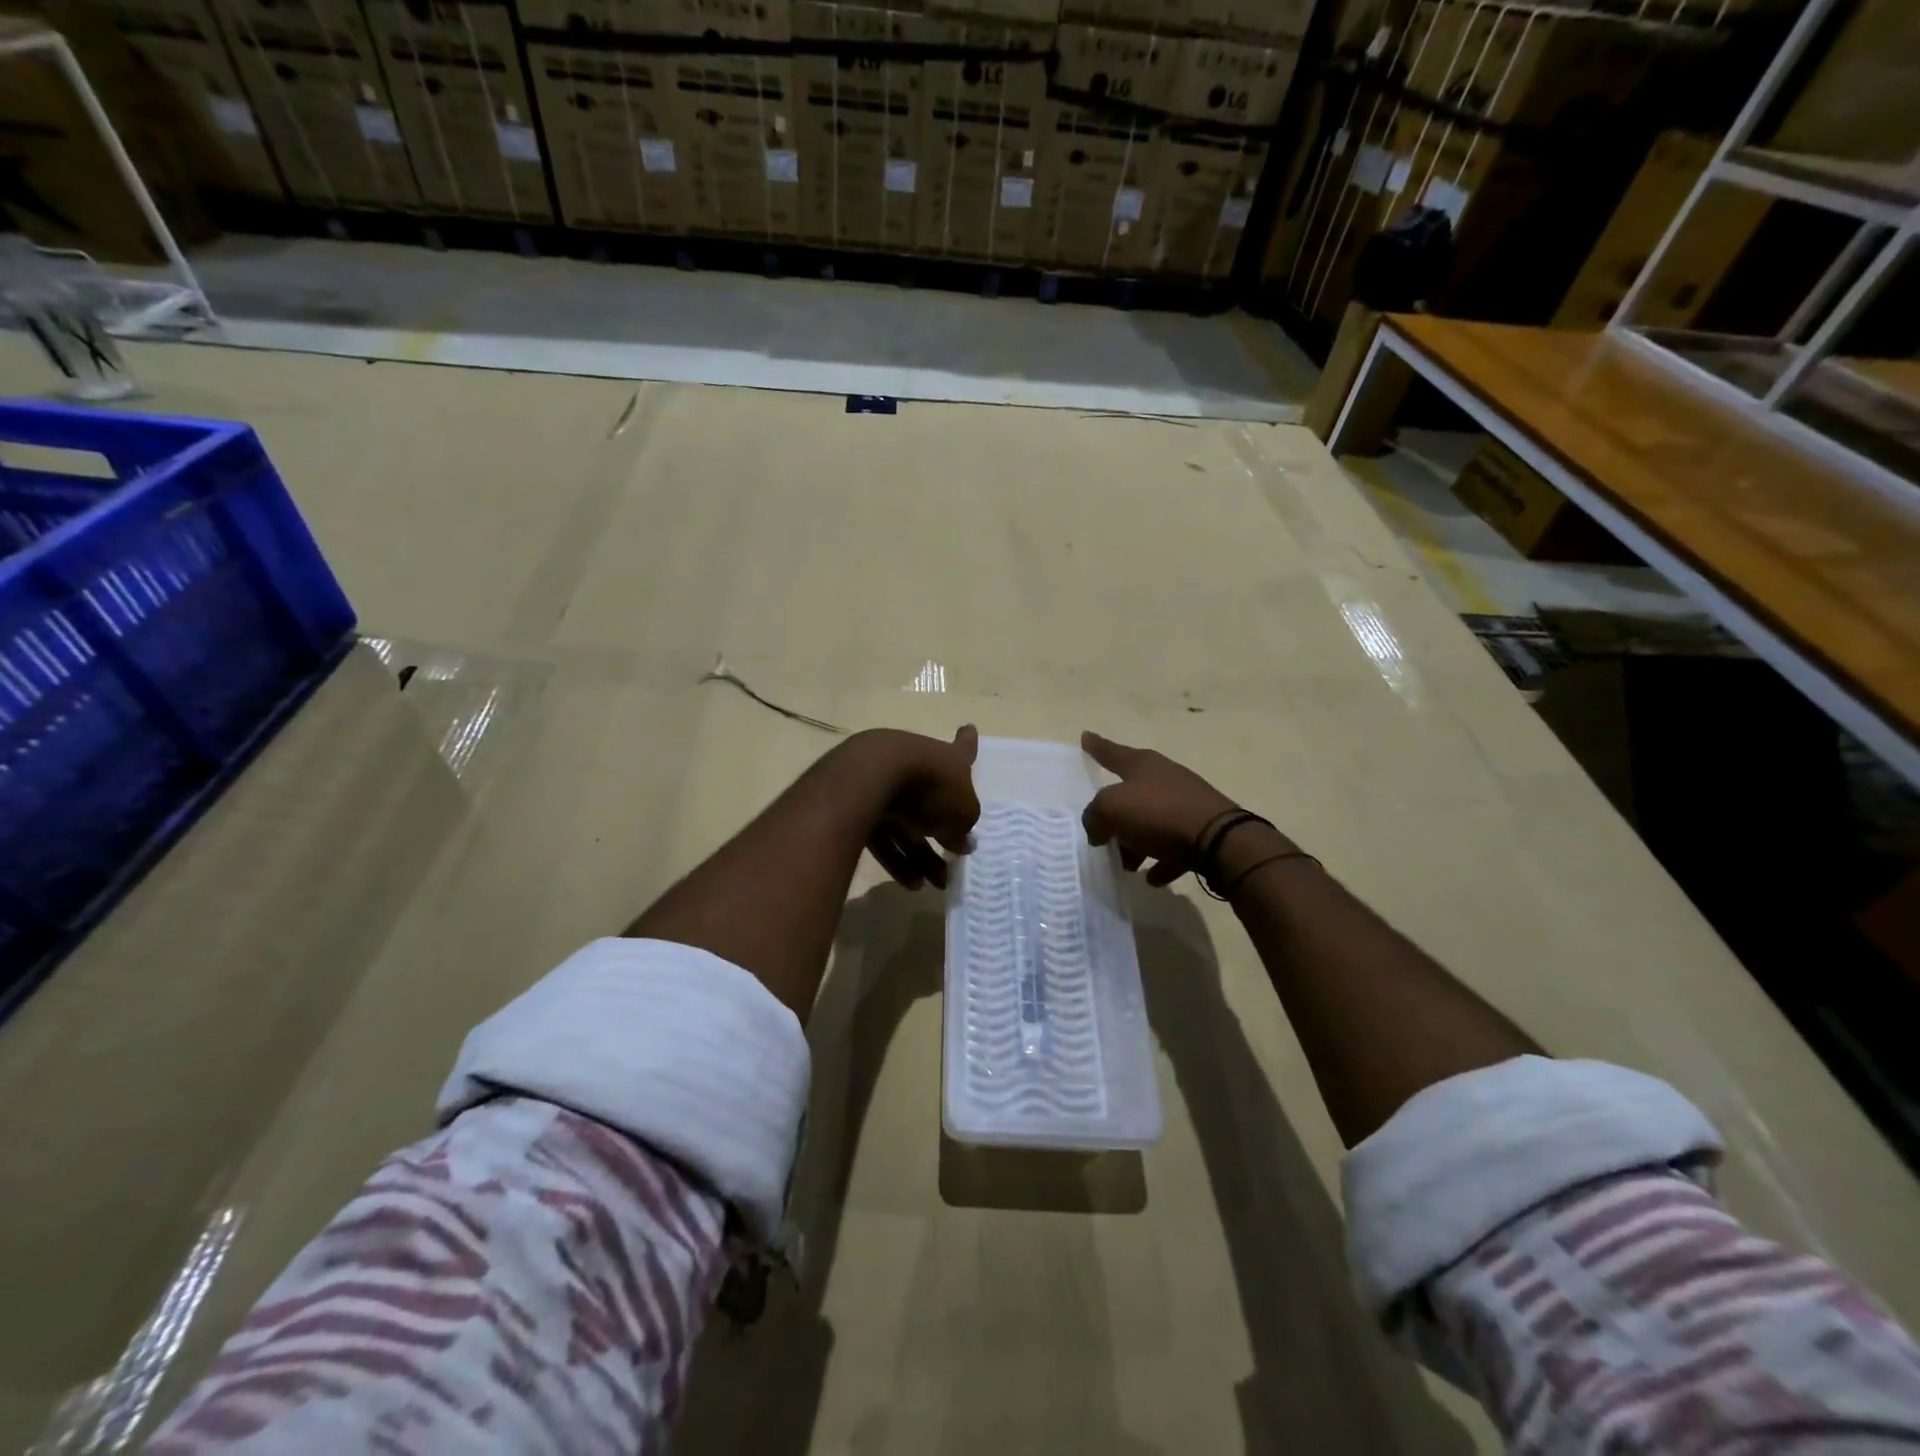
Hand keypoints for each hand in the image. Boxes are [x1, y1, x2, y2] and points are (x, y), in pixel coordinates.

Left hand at [852, 725, 979, 890]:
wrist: (873, 778)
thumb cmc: (932, 787)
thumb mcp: (963, 812)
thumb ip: (965, 827)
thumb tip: (963, 841)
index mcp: (948, 760)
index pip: (964, 749)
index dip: (968, 742)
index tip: (969, 728)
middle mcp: (917, 766)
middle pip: (934, 801)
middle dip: (944, 834)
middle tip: (953, 863)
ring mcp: (886, 782)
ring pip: (907, 823)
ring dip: (921, 855)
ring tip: (934, 884)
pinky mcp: (860, 804)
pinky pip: (883, 835)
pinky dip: (896, 857)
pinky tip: (910, 883)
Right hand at [1081, 732, 1241, 886]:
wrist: (1218, 839)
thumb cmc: (1158, 814)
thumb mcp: (1111, 809)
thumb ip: (1094, 816)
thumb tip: (1098, 829)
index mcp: (1142, 764)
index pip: (1112, 752)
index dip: (1096, 746)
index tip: (1085, 736)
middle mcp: (1165, 778)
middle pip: (1132, 793)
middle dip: (1115, 814)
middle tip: (1102, 832)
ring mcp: (1186, 803)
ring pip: (1152, 821)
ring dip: (1136, 842)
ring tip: (1126, 864)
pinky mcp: (1202, 829)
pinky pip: (1173, 845)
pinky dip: (1161, 859)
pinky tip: (1153, 877)